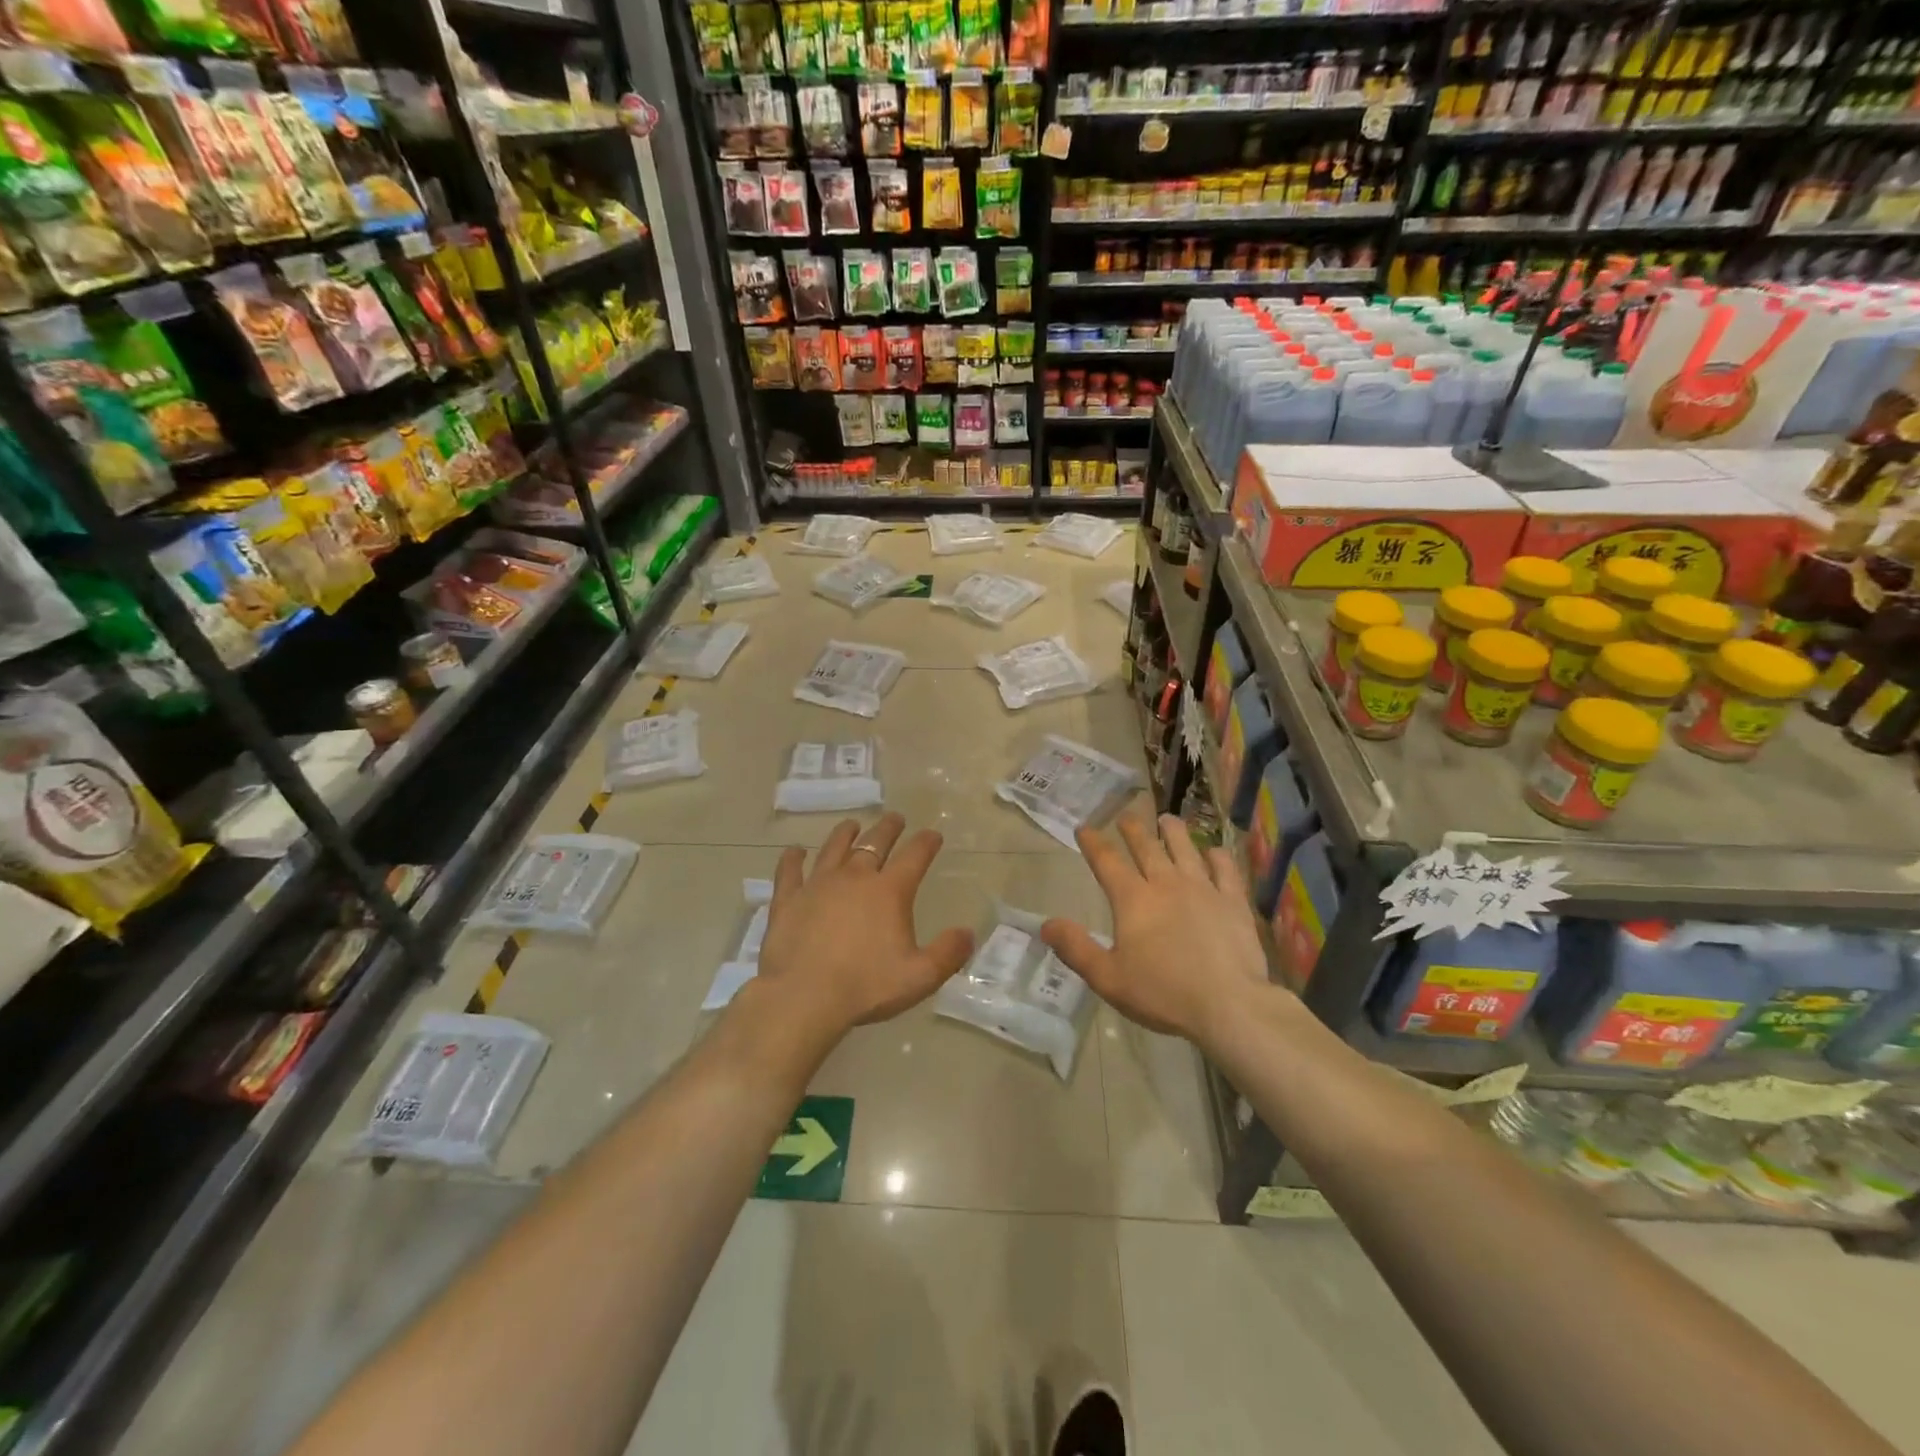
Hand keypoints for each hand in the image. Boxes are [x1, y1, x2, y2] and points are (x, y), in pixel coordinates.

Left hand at [757, 813, 975, 1035]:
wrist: (804, 996)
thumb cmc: (866, 986)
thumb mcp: (920, 976)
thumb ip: (948, 953)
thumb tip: (968, 932)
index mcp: (889, 891)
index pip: (915, 856)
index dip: (926, 842)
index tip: (933, 835)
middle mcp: (855, 877)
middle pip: (875, 842)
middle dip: (888, 828)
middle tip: (895, 819)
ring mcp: (818, 885)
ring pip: (834, 848)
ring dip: (845, 834)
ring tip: (852, 824)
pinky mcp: (788, 900)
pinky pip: (790, 871)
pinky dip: (792, 858)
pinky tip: (794, 851)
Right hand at [1041, 813, 1271, 1045]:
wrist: (1229, 1005)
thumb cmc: (1163, 993)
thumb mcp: (1108, 978)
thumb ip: (1076, 949)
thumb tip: (1046, 924)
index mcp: (1134, 900)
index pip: (1107, 862)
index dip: (1093, 843)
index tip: (1084, 828)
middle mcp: (1167, 884)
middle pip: (1147, 848)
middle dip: (1133, 830)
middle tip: (1126, 816)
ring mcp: (1204, 889)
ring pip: (1186, 849)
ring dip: (1173, 832)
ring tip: (1167, 819)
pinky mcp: (1234, 902)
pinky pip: (1225, 870)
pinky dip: (1218, 857)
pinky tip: (1214, 852)